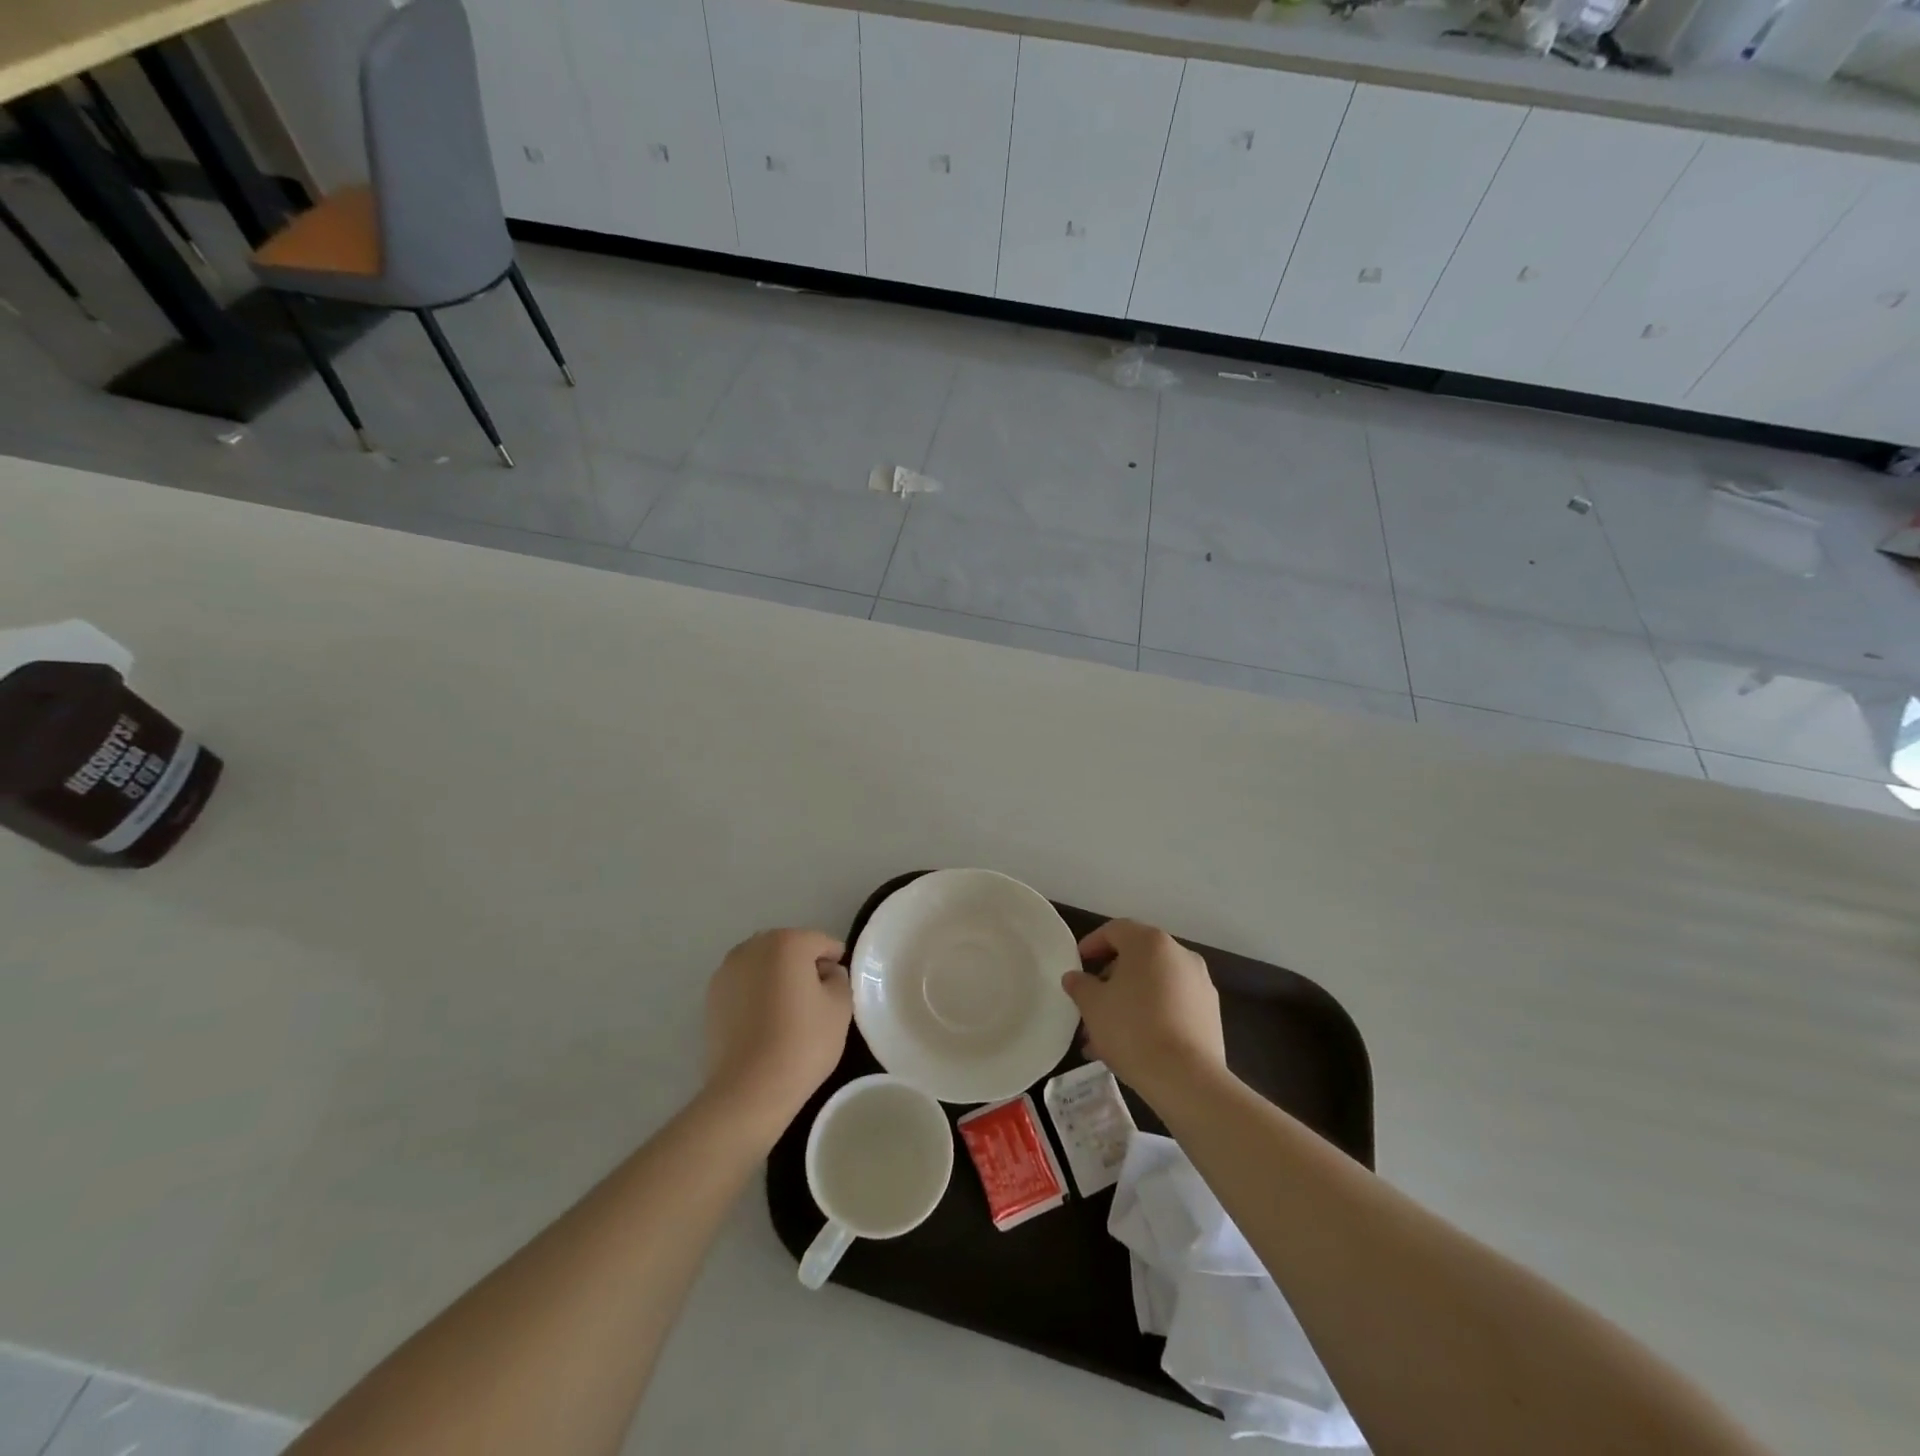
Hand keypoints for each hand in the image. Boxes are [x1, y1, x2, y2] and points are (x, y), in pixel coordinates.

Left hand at [704, 929, 850, 1138]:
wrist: (749, 1089)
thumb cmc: (803, 1042)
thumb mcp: (840, 1007)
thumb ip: (839, 978)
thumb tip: (826, 973)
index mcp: (787, 942)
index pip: (821, 942)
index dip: (835, 962)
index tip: (839, 988)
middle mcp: (753, 947)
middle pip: (789, 947)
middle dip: (804, 965)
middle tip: (816, 999)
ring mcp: (727, 970)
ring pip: (764, 964)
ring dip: (778, 977)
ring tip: (787, 1012)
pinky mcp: (711, 996)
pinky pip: (744, 984)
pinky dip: (756, 993)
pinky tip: (764, 1022)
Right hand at [1062, 919, 1225, 1104]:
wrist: (1186, 1078)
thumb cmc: (1132, 1029)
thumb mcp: (1093, 1005)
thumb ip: (1080, 985)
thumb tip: (1074, 978)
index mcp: (1150, 942)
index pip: (1115, 930)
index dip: (1092, 944)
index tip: (1077, 964)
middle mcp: (1180, 955)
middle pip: (1136, 959)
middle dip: (1109, 980)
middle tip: (1090, 1004)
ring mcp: (1200, 984)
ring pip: (1154, 986)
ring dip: (1128, 1002)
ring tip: (1105, 1036)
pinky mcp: (1210, 1014)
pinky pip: (1172, 1005)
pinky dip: (1151, 1015)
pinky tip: (1133, 1045)